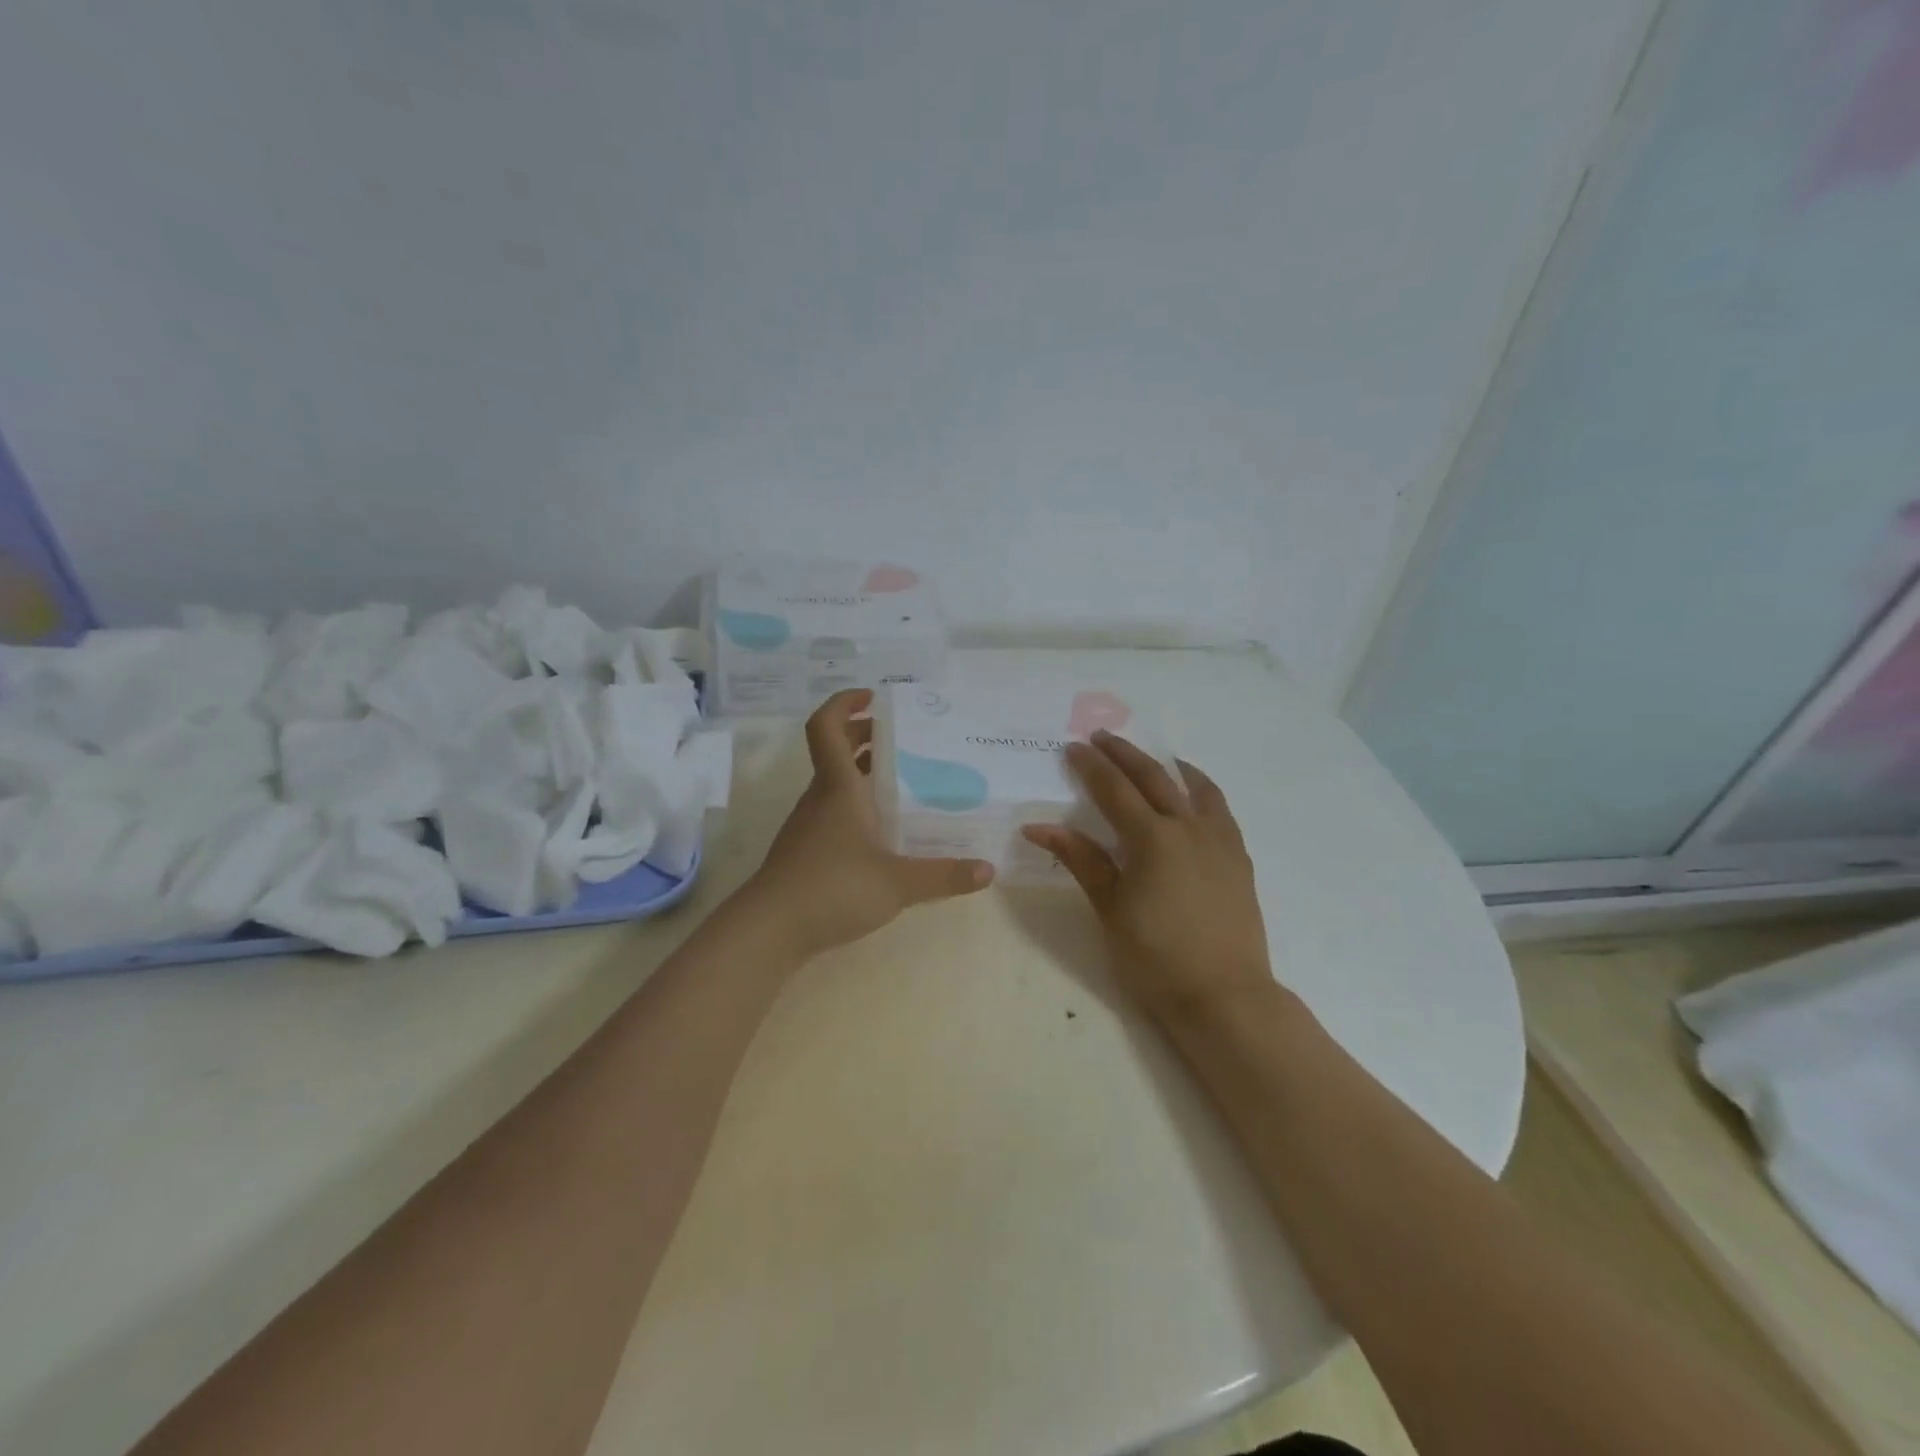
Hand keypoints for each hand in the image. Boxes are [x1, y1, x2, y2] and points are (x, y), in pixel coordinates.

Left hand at [742, 689, 994, 957]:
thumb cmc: (833, 889)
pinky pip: (832, 812)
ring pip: (834, 783)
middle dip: (865, 737)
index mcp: (838, 788)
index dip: (844, 704)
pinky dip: (855, 805)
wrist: (769, 930)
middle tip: (903, 740)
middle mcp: (820, 798)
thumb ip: (943, 876)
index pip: (827, 727)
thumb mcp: (898, 883)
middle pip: (835, 751)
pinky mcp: (804, 850)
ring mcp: (808, 825)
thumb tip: (988, 870)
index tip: (872, 698)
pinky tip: (881, 831)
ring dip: (861, 773)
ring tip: (901, 783)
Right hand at [1023, 732, 1273, 1023]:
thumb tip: (1039, 827)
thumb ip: (1082, 860)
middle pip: (1153, 778)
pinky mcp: (1239, 858)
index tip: (1073, 748)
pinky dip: (1202, 790)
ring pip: (1194, 787)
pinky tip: (1195, 796)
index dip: (1091, 767)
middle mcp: (1188, 828)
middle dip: (1125, 755)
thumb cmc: (1156, 957)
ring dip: (1168, 766)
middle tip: (1103, 738)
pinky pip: (1219, 809)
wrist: (1224, 995)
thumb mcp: (1110, 909)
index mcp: (1152, 839)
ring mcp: (1219, 841)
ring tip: (1156, 757)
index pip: (1114, 790)